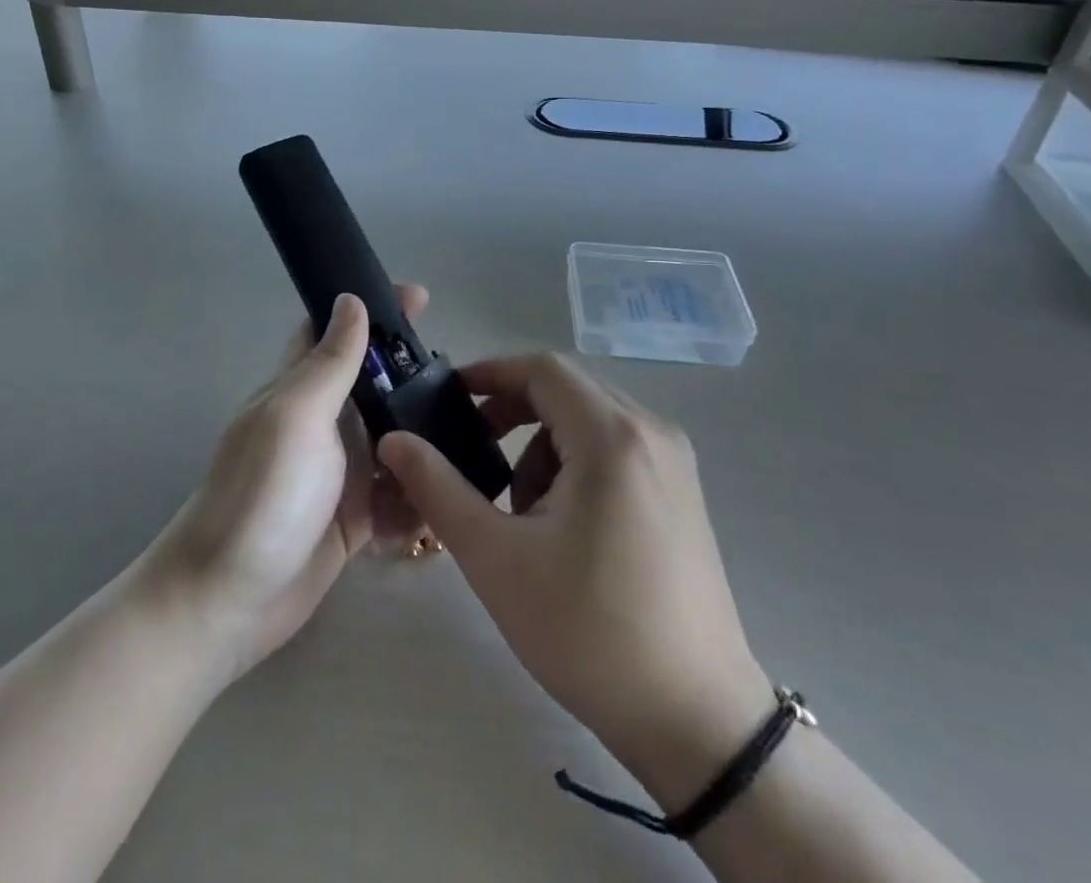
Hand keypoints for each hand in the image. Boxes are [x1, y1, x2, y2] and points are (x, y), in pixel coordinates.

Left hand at [142, 287, 427, 682]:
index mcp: (301, 388)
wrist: (227, 602)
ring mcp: (339, 471)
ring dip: (425, 435)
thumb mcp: (296, 417)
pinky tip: (448, 495)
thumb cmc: (260, 496)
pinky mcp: (354, 517)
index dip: (373, 309)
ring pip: (394, 437)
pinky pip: (398, 493)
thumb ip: (329, 362)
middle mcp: (323, 422)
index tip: (421, 296)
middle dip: (415, 375)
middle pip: (375, 384)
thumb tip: (351, 298)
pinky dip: (419, 492)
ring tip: (475, 433)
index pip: (336, 330)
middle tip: (466, 377)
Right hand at [378, 354, 773, 809]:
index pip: (542, 369)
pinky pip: (616, 448)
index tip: (448, 399)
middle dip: (512, 413)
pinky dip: (576, 464)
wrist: (696, 722)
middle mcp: (652, 432)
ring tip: (521, 512)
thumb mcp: (497, 558)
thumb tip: (394, 440)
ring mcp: (674, 462)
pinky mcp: (682, 492)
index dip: (490, 373)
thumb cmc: (588, 632)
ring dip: (543, 446)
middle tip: (473, 454)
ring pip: (589, 421)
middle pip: (566, 390)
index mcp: (612, 436)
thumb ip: (438, 488)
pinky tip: (563, 527)